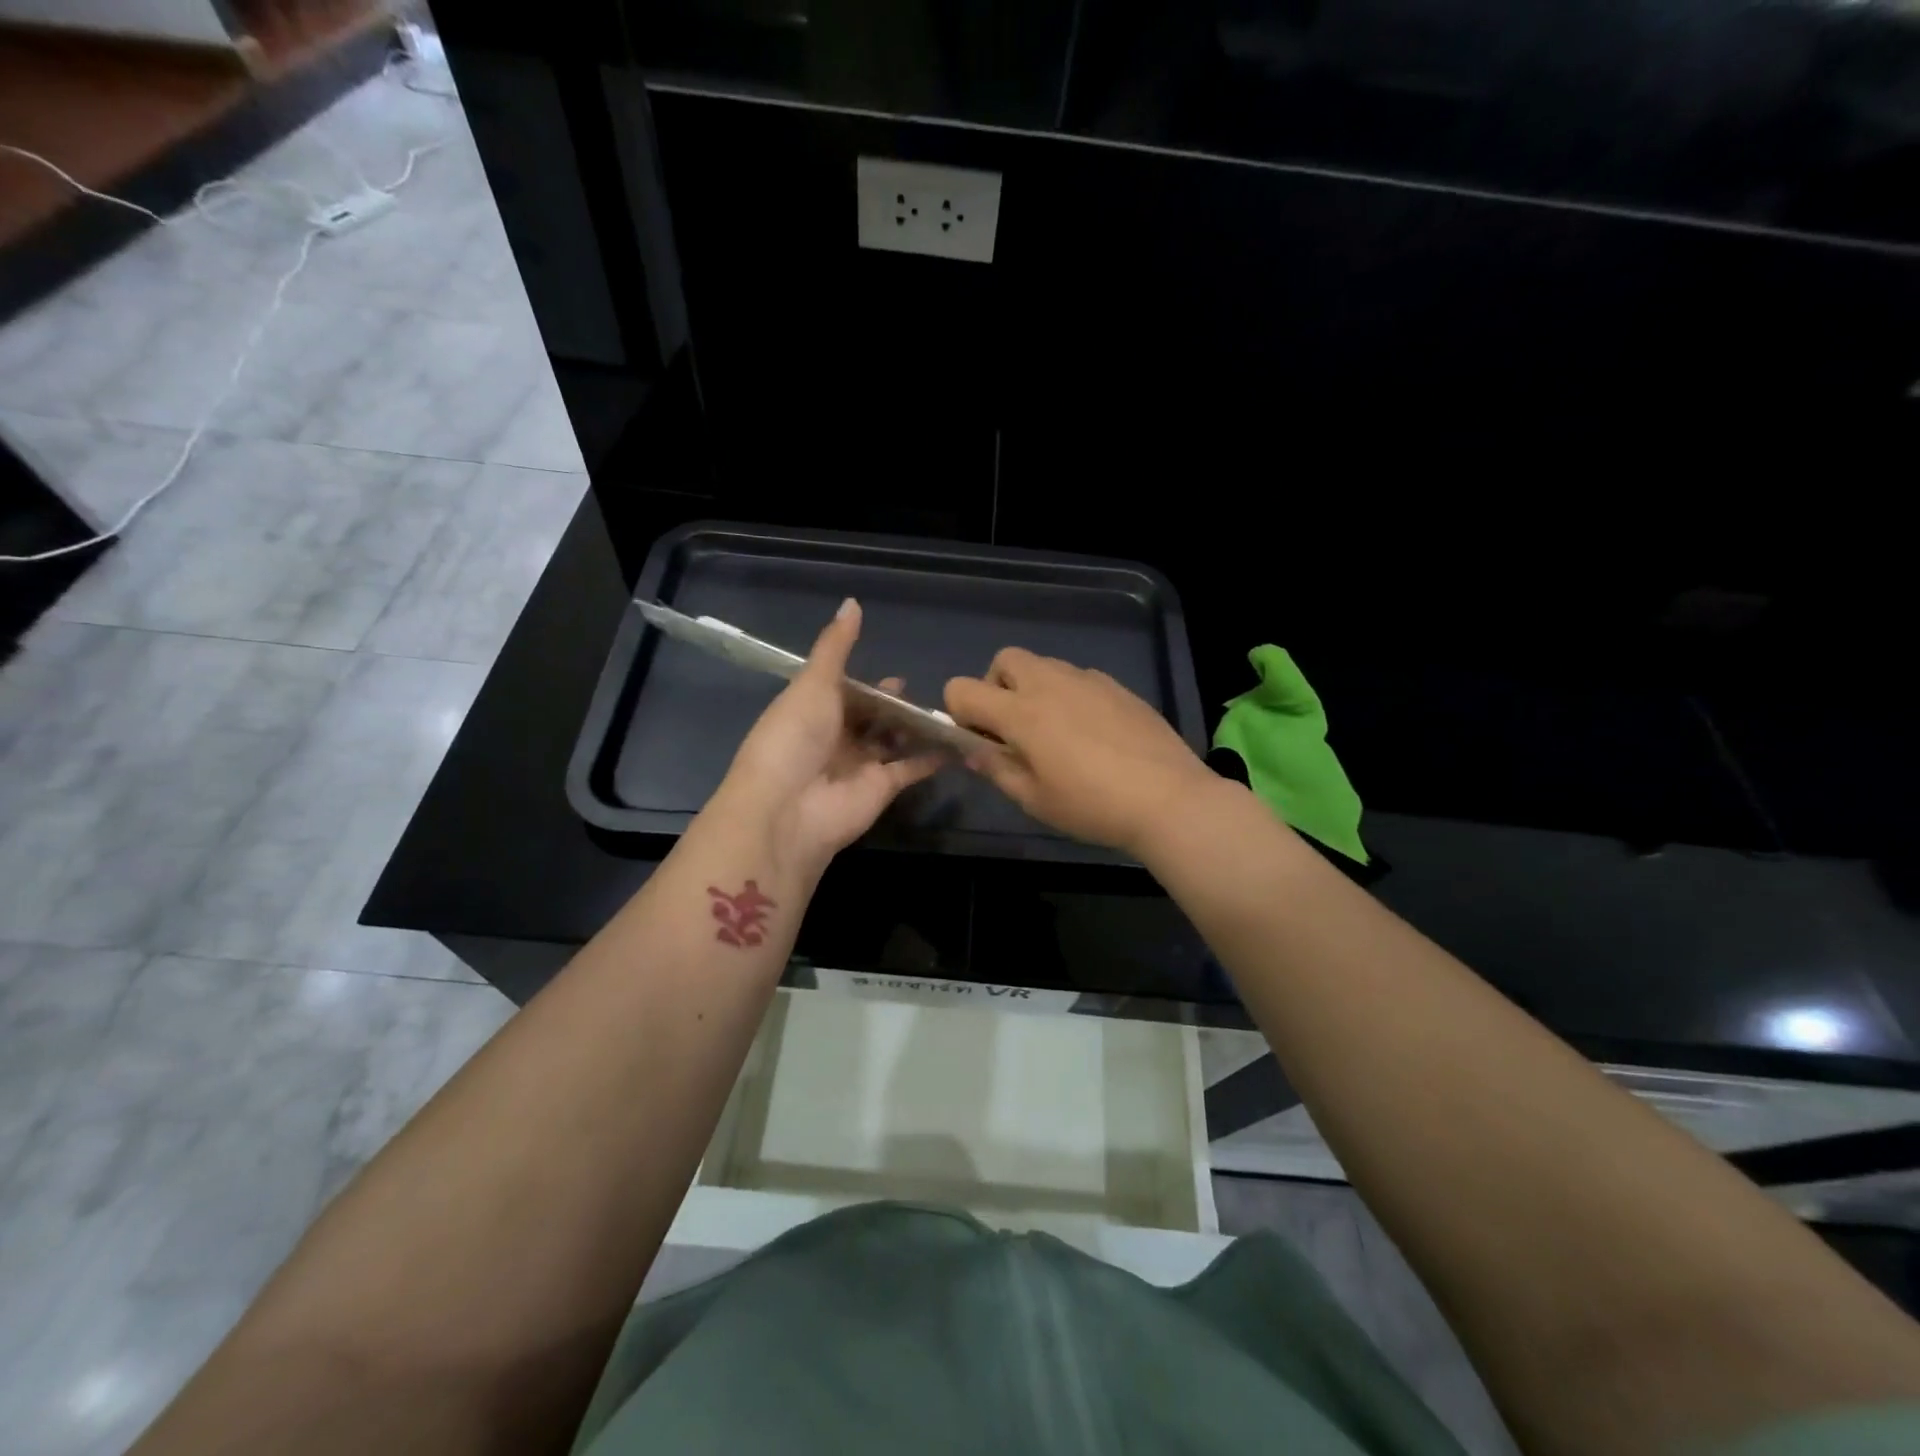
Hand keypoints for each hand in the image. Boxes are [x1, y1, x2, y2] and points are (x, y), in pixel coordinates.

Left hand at [718, 598, 940, 873]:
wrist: (787, 808)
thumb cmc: (794, 736)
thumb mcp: (813, 684)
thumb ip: (836, 647)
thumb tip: (852, 601)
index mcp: (813, 711)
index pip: (847, 694)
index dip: (871, 686)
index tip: (900, 678)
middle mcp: (836, 738)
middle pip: (872, 719)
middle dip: (896, 708)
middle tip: (929, 694)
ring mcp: (860, 765)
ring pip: (893, 743)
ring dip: (916, 730)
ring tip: (950, 712)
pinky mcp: (881, 789)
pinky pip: (911, 769)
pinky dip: (932, 758)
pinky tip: (957, 742)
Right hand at [945, 648, 1216, 856]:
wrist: (1168, 799)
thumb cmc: (1092, 806)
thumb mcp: (1034, 799)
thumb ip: (996, 768)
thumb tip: (973, 749)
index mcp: (1020, 712)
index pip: (962, 689)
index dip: (959, 712)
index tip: (980, 740)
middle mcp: (1049, 683)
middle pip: (1004, 660)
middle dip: (996, 686)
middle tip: (1013, 727)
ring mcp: (1087, 680)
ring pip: (1044, 665)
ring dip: (1033, 689)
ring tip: (1054, 731)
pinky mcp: (1116, 686)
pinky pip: (1078, 678)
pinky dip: (1069, 695)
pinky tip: (1091, 732)